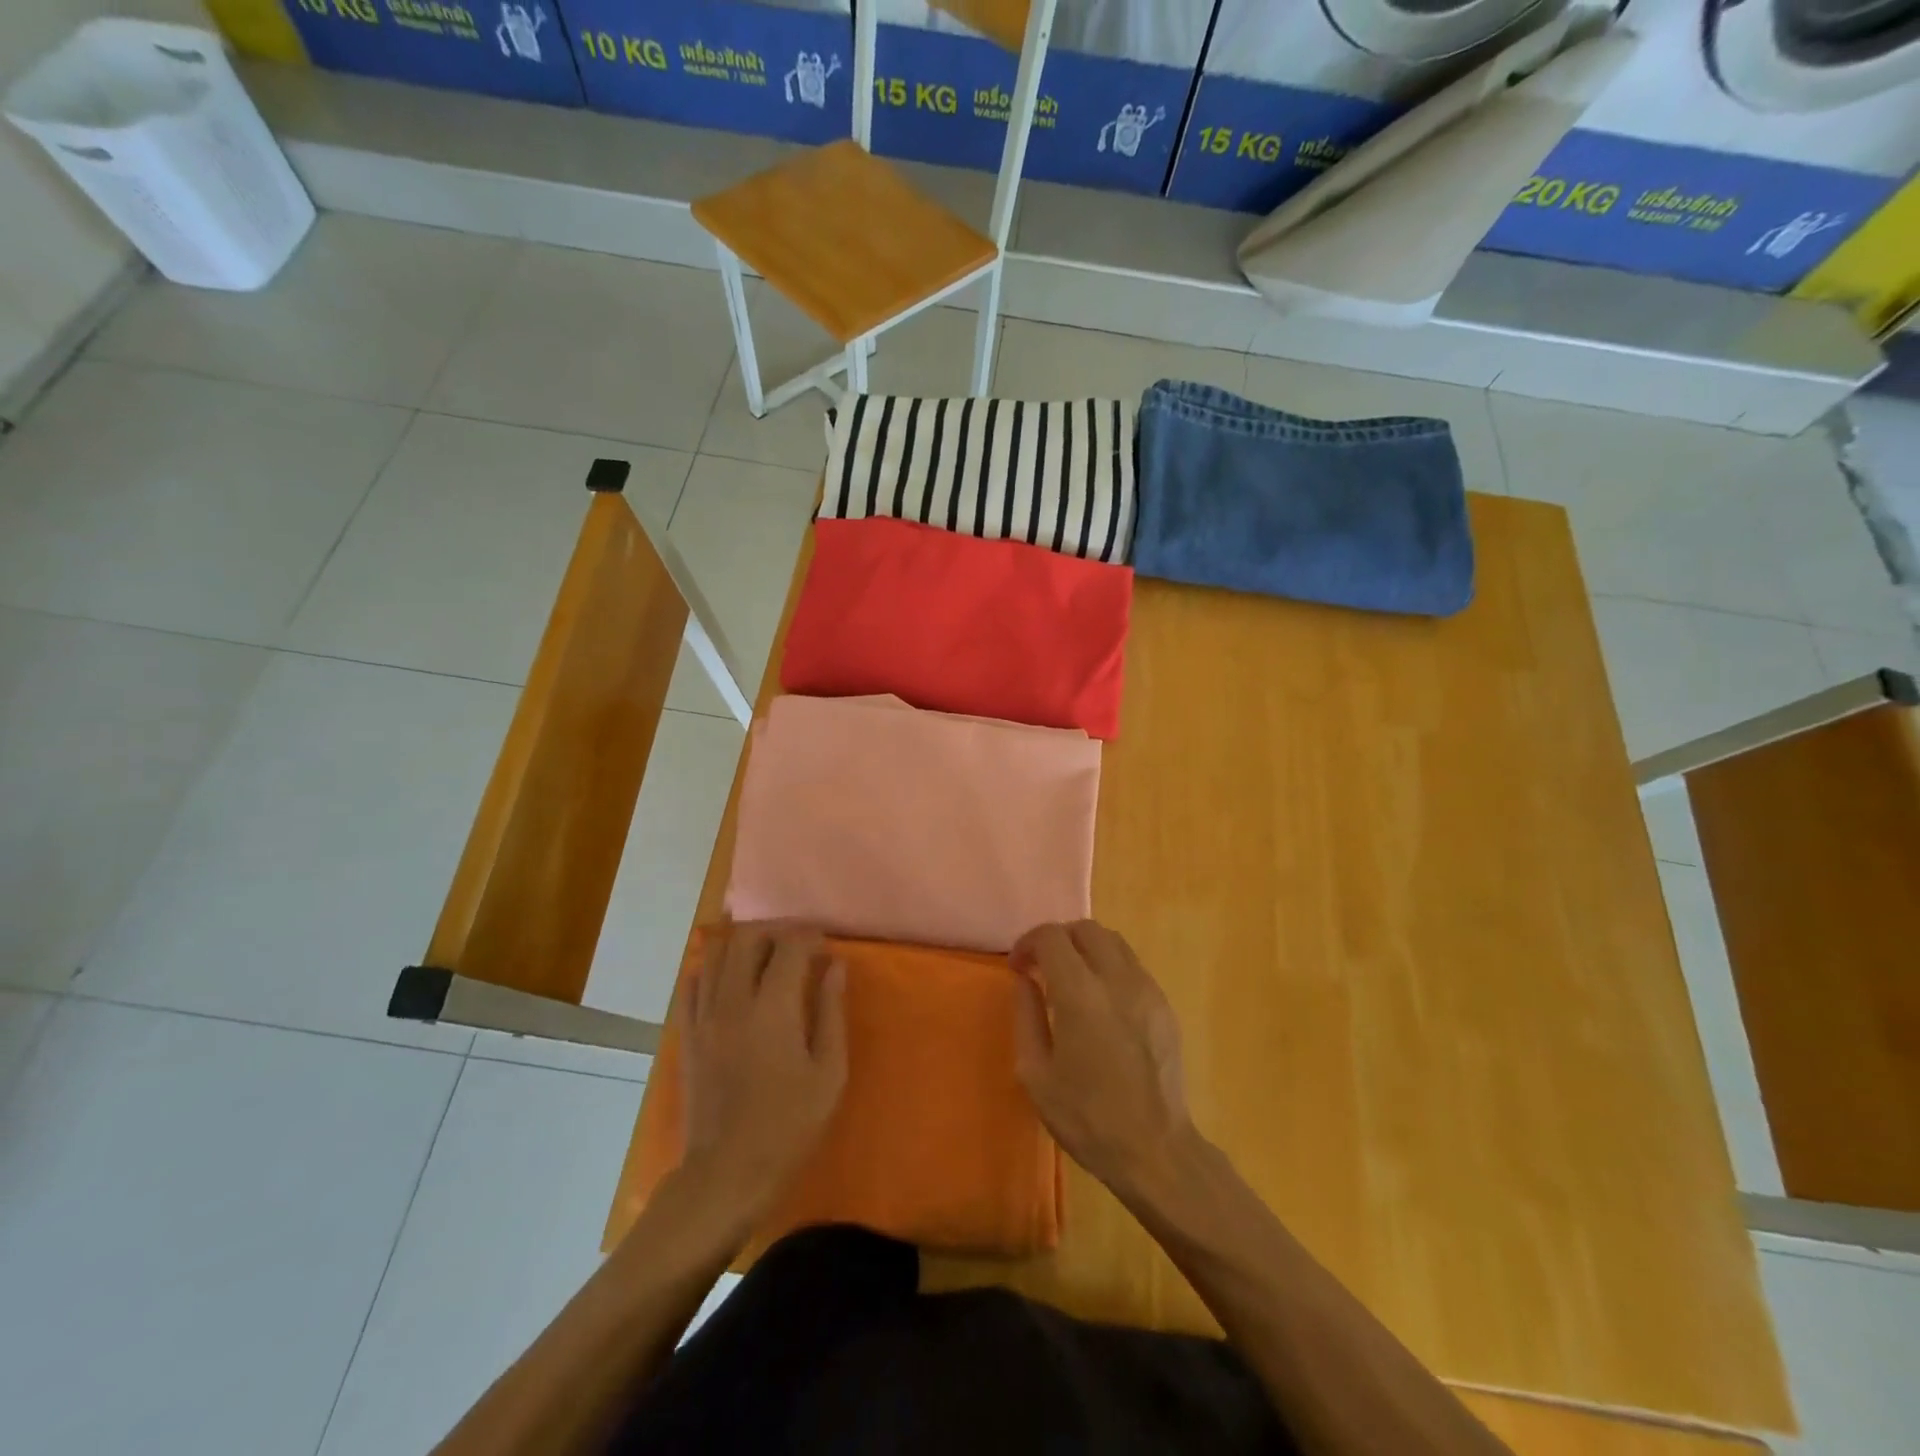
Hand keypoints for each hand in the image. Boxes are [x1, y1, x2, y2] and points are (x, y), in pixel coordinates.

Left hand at [679, 923, 847, 1221]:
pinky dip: (712, 970)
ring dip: (741, 945)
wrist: (726, 1173)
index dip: (809, 937)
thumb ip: (831, 1012)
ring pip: (714, 954)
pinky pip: (692, 983)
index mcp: (773, 1008)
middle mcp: (733, 1001)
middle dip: (773, 932)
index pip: (789, 946)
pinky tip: (730, 982)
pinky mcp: (686, 1034)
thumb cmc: (789, 1125)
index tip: (824, 948)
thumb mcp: (829, 1073)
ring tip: (763, 958)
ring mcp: (703, 1016)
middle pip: (745, 938)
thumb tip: (835, 966)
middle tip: (794, 947)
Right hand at [1010, 921, 1197, 1200]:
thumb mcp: (1036, 1074)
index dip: (1028, 942)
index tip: (1018, 967)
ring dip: (1086, 948)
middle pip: (1086, 928)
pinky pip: (1132, 966)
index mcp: (1080, 994)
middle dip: (1058, 939)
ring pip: (1113, 941)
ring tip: (1071, 980)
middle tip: (1043, 967)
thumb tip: (1026, 980)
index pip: (1051, 937)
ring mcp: (1146, 989)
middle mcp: (1116, 979)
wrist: (1155, 1150)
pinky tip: (1100, 1002)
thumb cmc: (1087, 1117)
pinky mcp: (1164, 1005)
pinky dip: (1109, 966)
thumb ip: (1026, 1016)